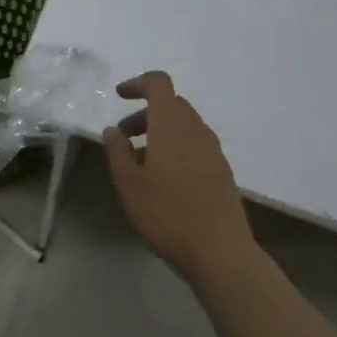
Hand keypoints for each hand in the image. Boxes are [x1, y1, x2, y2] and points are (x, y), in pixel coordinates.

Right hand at [102, 71, 255, 284]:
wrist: (221, 252)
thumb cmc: (167, 213)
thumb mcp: (128, 183)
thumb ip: (117, 150)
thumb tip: (113, 130)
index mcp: (171, 123)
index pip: (158, 83)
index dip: (137, 83)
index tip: (119, 96)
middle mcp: (196, 129)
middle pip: (171, 104)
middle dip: (145, 113)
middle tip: (124, 136)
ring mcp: (213, 150)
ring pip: (184, 126)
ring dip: (160, 132)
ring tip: (141, 162)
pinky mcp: (222, 172)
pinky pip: (195, 145)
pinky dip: (176, 148)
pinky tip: (165, 180)